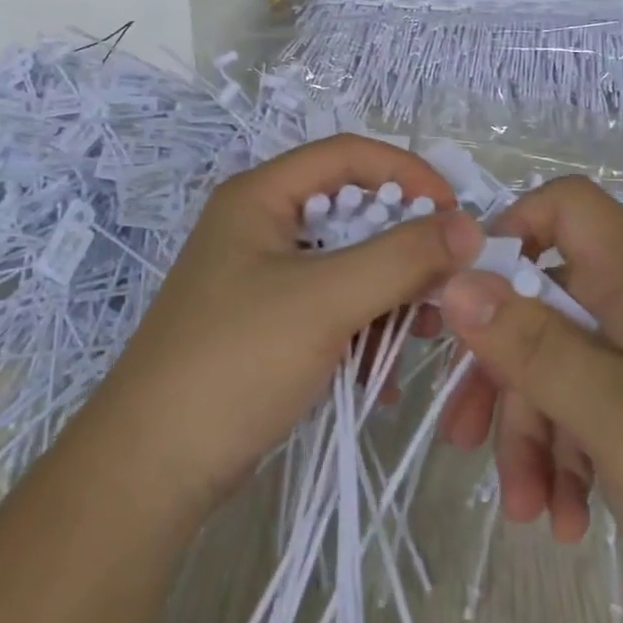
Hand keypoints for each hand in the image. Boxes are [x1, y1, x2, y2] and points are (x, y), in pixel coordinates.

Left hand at [96, 135, 482, 515]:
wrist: (153, 467)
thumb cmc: (236, 360)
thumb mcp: (325, 300)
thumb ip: (401, 258)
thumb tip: (469, 225)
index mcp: (260, 197)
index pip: (347, 155)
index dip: (406, 173)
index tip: (454, 214)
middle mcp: (261, 227)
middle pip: (351, 213)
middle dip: (403, 248)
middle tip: (446, 286)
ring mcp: (264, 279)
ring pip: (347, 267)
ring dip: (390, 296)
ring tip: (424, 335)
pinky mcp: (270, 326)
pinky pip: (332, 310)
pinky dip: (363, 333)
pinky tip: (381, 378)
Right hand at [436, 177, 622, 622]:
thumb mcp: (618, 416)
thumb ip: (533, 346)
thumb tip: (455, 282)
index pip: (566, 206)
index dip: (511, 231)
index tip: (470, 297)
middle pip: (545, 302)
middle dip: (501, 369)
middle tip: (465, 438)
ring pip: (562, 367)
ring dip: (532, 433)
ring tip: (527, 512)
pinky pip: (593, 410)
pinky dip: (570, 458)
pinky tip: (568, 519)